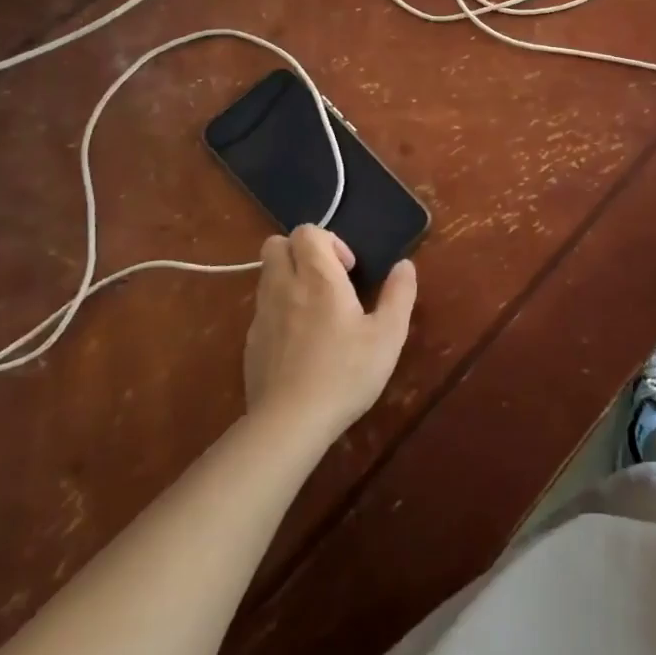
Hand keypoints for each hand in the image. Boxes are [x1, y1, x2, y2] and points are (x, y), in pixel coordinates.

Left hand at [241, 226, 416, 443]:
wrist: (289, 423)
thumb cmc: (345, 373)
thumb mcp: (388, 335)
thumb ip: (399, 294)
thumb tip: (405, 265)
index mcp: (318, 278)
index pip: (307, 231)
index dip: (329, 240)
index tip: (348, 270)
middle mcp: (284, 287)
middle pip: (276, 245)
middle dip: (300, 252)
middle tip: (327, 279)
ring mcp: (262, 316)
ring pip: (266, 276)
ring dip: (289, 279)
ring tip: (316, 311)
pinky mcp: (250, 344)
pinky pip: (262, 310)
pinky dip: (279, 311)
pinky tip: (301, 343)